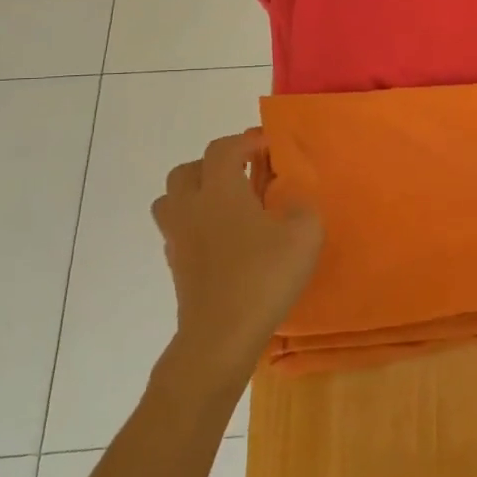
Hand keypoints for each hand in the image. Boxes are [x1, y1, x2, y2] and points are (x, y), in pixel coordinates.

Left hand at [151, 130, 322, 383]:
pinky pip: (178, 230)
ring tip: (227, 204)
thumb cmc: (263, 276)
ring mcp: (178, 238)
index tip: (269, 146)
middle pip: (187, 170)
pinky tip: (222, 238)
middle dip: (214, 165)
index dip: (246, 141)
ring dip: (196, 193)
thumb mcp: (304, 235)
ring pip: (172, 200)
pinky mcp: (175, 266)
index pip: (223, 149)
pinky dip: (195, 224)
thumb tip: (293, 204)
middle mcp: (191, 207)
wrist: (221, 335)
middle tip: (244, 173)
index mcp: (220, 190)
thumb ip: (303, 209)